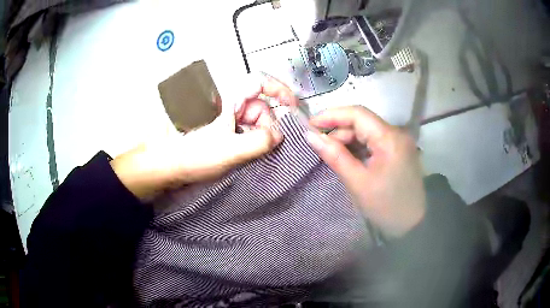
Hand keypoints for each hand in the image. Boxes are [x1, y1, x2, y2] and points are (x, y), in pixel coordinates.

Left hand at [111, 74, 296, 201]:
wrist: (164, 166)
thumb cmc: (191, 155)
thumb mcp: (228, 150)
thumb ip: (259, 141)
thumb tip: (279, 135)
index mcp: (227, 99)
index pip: (259, 81)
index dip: (279, 90)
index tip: (291, 108)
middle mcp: (226, 103)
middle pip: (259, 106)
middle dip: (267, 127)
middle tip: (266, 148)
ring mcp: (223, 116)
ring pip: (252, 120)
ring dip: (258, 137)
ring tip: (248, 155)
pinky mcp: (220, 128)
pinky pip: (243, 130)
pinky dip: (249, 141)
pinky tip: (243, 155)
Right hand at [306, 106, 425, 237]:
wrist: (412, 224)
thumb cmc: (385, 206)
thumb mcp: (357, 182)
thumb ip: (334, 156)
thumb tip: (310, 136)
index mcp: (389, 138)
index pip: (358, 114)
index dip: (331, 115)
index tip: (310, 124)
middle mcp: (396, 133)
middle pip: (362, 122)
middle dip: (339, 131)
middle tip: (319, 146)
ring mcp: (398, 142)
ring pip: (367, 132)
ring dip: (347, 140)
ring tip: (331, 154)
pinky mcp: (397, 151)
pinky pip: (373, 142)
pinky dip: (358, 148)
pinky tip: (347, 158)